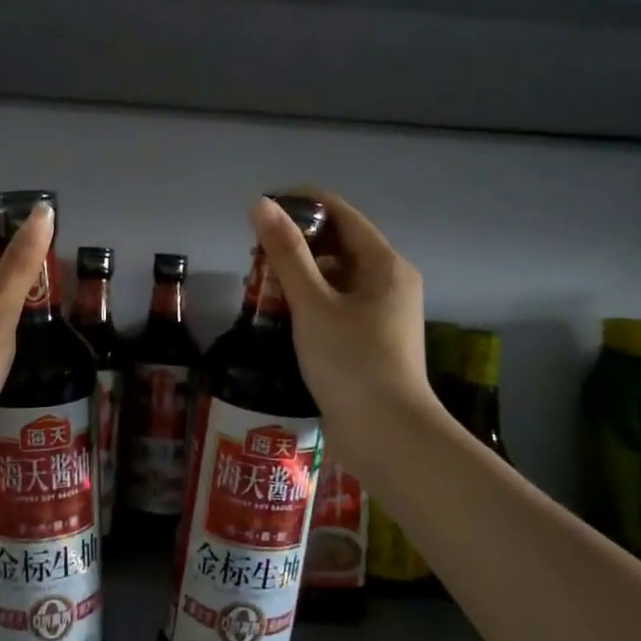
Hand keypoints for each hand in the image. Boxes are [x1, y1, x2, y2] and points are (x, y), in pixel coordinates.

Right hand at [251, 192, 435, 439]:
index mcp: (385, 264)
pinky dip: (307, 301)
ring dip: (297, 274)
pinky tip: (277, 314)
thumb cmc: (351, 361)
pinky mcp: (368, 341)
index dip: (301, 204)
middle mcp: (388, 282)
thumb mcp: (312, 303)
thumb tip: (261, 204)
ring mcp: (380, 314)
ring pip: (334, 277)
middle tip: (252, 255)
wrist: (387, 436)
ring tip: (257, 285)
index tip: (260, 211)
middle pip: (338, 245)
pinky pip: (335, 305)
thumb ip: (286, 252)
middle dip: (294, 243)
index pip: (341, 214)